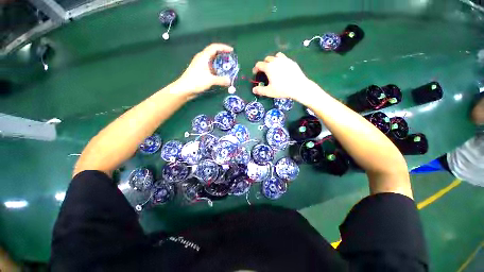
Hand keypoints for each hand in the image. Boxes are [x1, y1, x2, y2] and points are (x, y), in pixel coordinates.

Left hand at [176, 43, 232, 95]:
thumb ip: (221, 80)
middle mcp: (202, 58)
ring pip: (212, 61)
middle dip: (223, 55)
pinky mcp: (200, 71)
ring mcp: (201, 65)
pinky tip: (220, 75)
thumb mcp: (210, 80)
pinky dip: (216, 69)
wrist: (185, 88)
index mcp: (204, 56)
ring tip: (227, 68)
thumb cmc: (196, 81)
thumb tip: (230, 81)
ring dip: (220, 64)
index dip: (224, 47)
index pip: (215, 47)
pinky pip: (210, 68)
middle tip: (230, 60)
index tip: (231, 51)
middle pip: (214, 53)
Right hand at [252, 52, 312, 100]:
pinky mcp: (291, 61)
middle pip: (267, 59)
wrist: (298, 86)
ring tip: (274, 68)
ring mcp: (285, 60)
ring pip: (276, 56)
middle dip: (264, 64)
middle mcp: (276, 61)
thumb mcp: (269, 92)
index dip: (255, 69)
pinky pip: (284, 59)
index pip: (259, 64)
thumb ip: (260, 90)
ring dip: (273, 61)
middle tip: (264, 72)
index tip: (255, 73)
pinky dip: (281, 62)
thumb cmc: (282, 89)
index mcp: (269, 67)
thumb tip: (254, 90)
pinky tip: (283, 69)